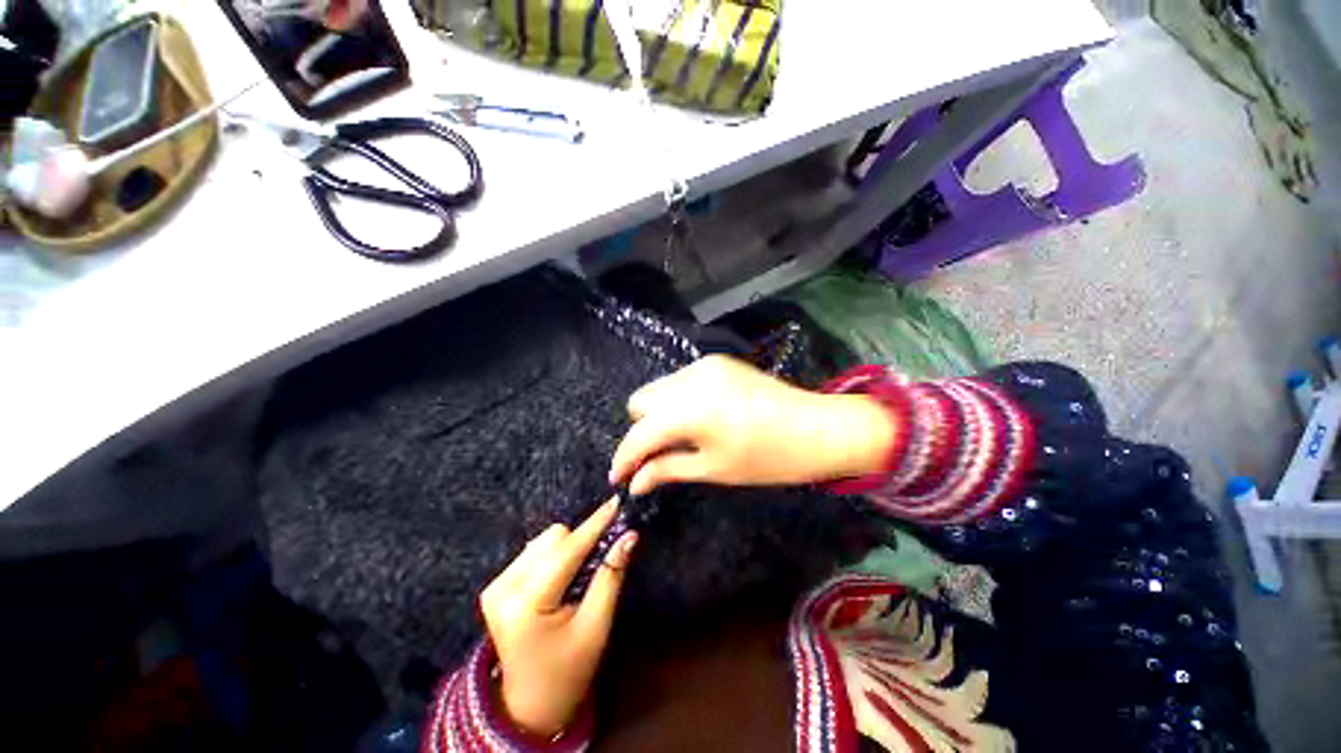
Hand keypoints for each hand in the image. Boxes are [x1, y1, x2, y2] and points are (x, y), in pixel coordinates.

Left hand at [480, 499, 637, 737]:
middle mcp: (503, 587)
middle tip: (599, 561)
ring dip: (567, 549)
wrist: (531, 704)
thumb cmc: (568, 670)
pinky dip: (554, 556)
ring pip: (543, 540)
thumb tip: (629, 535)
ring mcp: (496, 585)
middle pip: (553, 538)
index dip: (595, 525)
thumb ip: (610, 576)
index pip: (566, 551)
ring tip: (577, 577)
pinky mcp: (496, 585)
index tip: (617, 504)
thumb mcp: (595, 627)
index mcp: (525, 604)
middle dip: (581, 543)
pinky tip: (560, 579)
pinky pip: (534, 551)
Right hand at [609, 355, 897, 495]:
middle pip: (641, 401)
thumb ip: (666, 469)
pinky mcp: (717, 362)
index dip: (626, 458)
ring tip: (678, 438)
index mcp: (687, 409)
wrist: (816, 427)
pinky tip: (697, 418)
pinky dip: (678, 400)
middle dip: (642, 430)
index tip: (619, 478)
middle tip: (655, 456)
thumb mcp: (712, 468)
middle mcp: (688, 379)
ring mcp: (703, 366)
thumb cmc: (766, 458)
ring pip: (660, 388)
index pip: (640, 433)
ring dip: (659, 414)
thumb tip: (634, 483)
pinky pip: (681, 381)